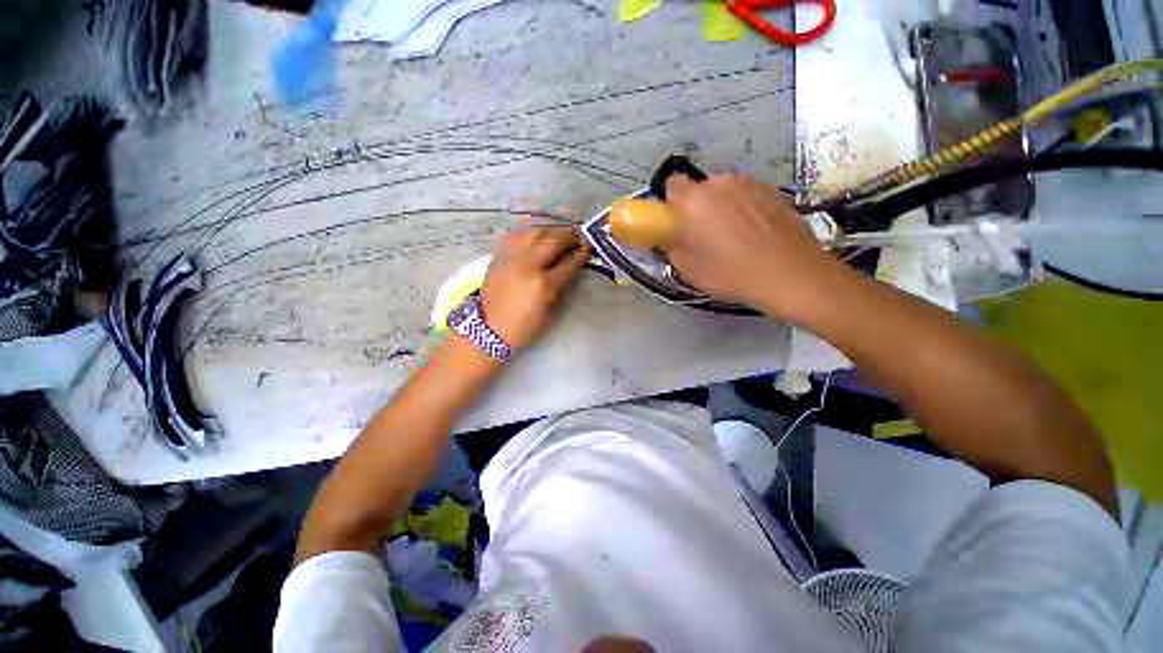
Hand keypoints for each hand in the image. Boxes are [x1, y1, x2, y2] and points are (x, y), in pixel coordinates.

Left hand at [479, 227, 590, 349]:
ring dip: (551, 231)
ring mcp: (512, 257)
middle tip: (578, 236)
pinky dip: (529, 232)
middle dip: (569, 236)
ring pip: (535, 232)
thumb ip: (561, 285)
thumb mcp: (549, 310)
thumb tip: (569, 266)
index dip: (580, 254)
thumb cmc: (524, 325)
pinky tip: (536, 235)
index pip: (568, 263)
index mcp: (544, 284)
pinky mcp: (499, 255)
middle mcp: (528, 265)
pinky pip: (516, 234)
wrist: (489, 328)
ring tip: (559, 234)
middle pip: (553, 241)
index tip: (588, 247)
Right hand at [664, 174, 840, 319]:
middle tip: (704, 235)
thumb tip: (670, 235)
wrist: (790, 274)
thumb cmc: (730, 273)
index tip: (676, 224)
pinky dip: (746, 209)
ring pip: (726, 192)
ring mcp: (751, 184)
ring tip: (734, 237)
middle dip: (698, 207)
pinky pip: (749, 196)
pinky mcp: (775, 192)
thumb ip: (671, 245)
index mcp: (694, 199)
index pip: (672, 184)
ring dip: (723, 207)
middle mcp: (721, 183)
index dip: (671, 203)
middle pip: (701, 188)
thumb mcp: (687, 268)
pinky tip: (756, 234)